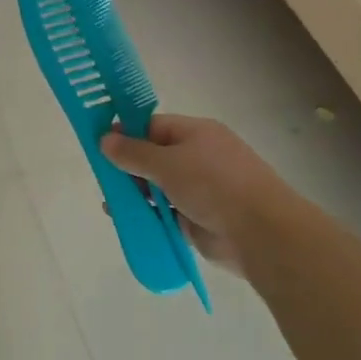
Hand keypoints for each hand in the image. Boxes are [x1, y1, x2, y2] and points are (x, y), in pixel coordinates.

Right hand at [101, 114, 294, 273]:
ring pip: (158, 187)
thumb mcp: (167, 163)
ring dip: (135, 194)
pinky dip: (147, 215)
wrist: (260, 233)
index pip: (153, 126)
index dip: (126, 132)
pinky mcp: (198, 219)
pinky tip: (126, 221)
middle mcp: (198, 157)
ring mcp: (199, 190)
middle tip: (102, 177)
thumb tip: (105, 139)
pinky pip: (165, 213)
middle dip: (127, 167)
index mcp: (196, 133)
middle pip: (153, 157)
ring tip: (111, 202)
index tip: (100, 143)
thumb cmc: (214, 184)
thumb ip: (133, 153)